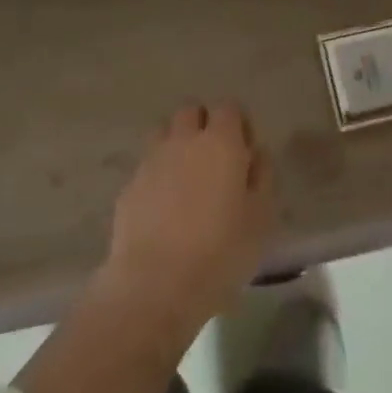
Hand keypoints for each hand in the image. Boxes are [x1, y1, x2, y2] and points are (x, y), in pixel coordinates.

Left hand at [101, 103, 276, 327]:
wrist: (154, 285)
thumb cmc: (220, 252)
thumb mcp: (260, 219)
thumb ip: (262, 177)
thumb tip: (255, 154)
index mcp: (220, 142)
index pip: (229, 107)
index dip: (238, 123)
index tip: (244, 150)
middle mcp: (183, 140)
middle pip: (191, 111)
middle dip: (203, 124)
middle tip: (214, 159)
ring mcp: (152, 160)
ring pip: (164, 132)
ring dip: (176, 144)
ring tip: (187, 179)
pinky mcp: (129, 186)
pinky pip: (147, 166)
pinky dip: (157, 175)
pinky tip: (164, 207)